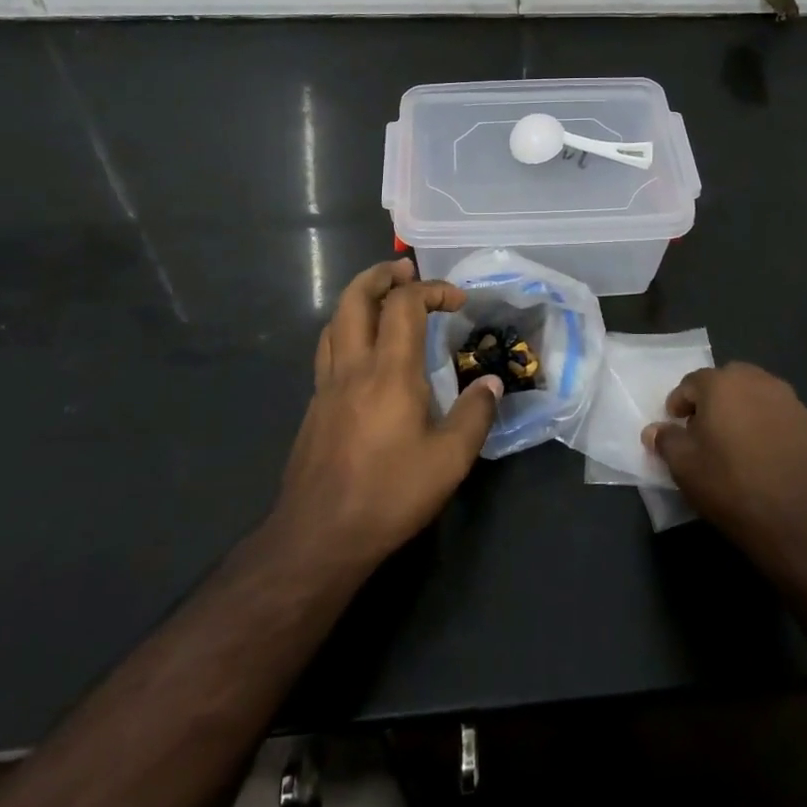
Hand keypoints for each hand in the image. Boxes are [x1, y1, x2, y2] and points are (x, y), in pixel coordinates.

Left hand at [275, 259, 501, 571]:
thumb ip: (475, 415)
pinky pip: (328, 349)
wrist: (319, 536)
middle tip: (406, 270)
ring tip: (382, 298)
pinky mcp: (315, 406)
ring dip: (358, 297)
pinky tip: (362, 350)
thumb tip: (491, 382)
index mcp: (389, 372)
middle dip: (381, 275)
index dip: (432, 290)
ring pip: (334, 320)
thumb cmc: (389, 494)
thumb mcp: (450, 460)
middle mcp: (353, 367)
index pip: (404, 306)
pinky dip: (346, 329)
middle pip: (355, 298)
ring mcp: (327, 385)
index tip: (458, 301)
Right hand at [645, 363, 806, 579]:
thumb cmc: (732, 487)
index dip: (679, 403)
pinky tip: (763, 455)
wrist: (803, 524)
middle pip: (727, 381)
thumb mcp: (685, 467)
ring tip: (734, 442)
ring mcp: (790, 402)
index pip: (692, 382)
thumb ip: (666, 441)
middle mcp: (758, 382)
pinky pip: (779, 415)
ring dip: (741, 410)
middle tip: (704, 429)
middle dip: (712, 399)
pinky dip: (766, 425)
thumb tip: (654, 430)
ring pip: (756, 395)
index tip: (675, 424)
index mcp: (723, 384)